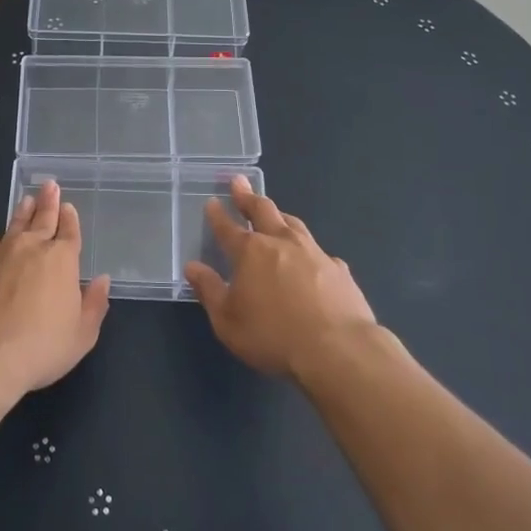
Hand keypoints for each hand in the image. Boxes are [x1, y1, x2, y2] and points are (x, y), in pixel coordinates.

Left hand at [0, 180, 110, 395]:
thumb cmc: (40, 347)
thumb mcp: (81, 335)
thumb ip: (94, 305)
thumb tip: (102, 280)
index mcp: (61, 260)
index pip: (69, 232)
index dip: (70, 218)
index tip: (68, 206)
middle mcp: (30, 248)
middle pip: (42, 219)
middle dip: (47, 202)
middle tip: (49, 185)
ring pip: (13, 226)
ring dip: (21, 212)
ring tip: (26, 200)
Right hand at [183, 175, 375, 378]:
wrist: (338, 348)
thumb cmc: (273, 336)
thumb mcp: (227, 320)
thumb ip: (209, 290)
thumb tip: (192, 266)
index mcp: (250, 252)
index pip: (228, 227)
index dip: (218, 214)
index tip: (212, 200)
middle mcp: (281, 242)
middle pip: (262, 210)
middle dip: (248, 196)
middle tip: (240, 182)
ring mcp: (314, 252)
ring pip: (293, 223)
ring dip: (280, 215)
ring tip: (275, 211)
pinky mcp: (338, 269)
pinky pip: (319, 251)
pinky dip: (309, 249)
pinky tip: (312, 257)